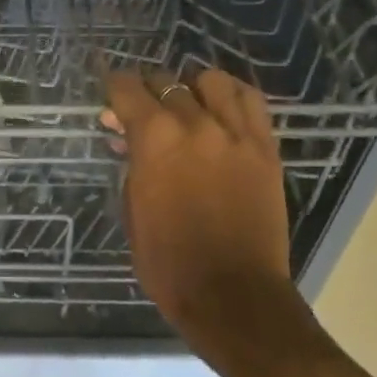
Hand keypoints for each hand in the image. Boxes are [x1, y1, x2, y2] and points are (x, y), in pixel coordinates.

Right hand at [104, 68, 295, 376]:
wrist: (232, 295)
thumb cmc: (168, 261)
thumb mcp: (133, 209)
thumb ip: (132, 163)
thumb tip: (128, 138)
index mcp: (154, 139)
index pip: (127, 89)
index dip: (114, 86)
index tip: (110, 92)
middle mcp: (195, 124)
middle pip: (167, 82)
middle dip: (148, 91)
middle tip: (142, 111)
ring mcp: (235, 134)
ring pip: (212, 81)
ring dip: (192, 88)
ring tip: (187, 106)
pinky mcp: (265, 148)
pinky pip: (251, 101)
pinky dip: (231, 95)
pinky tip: (222, 108)